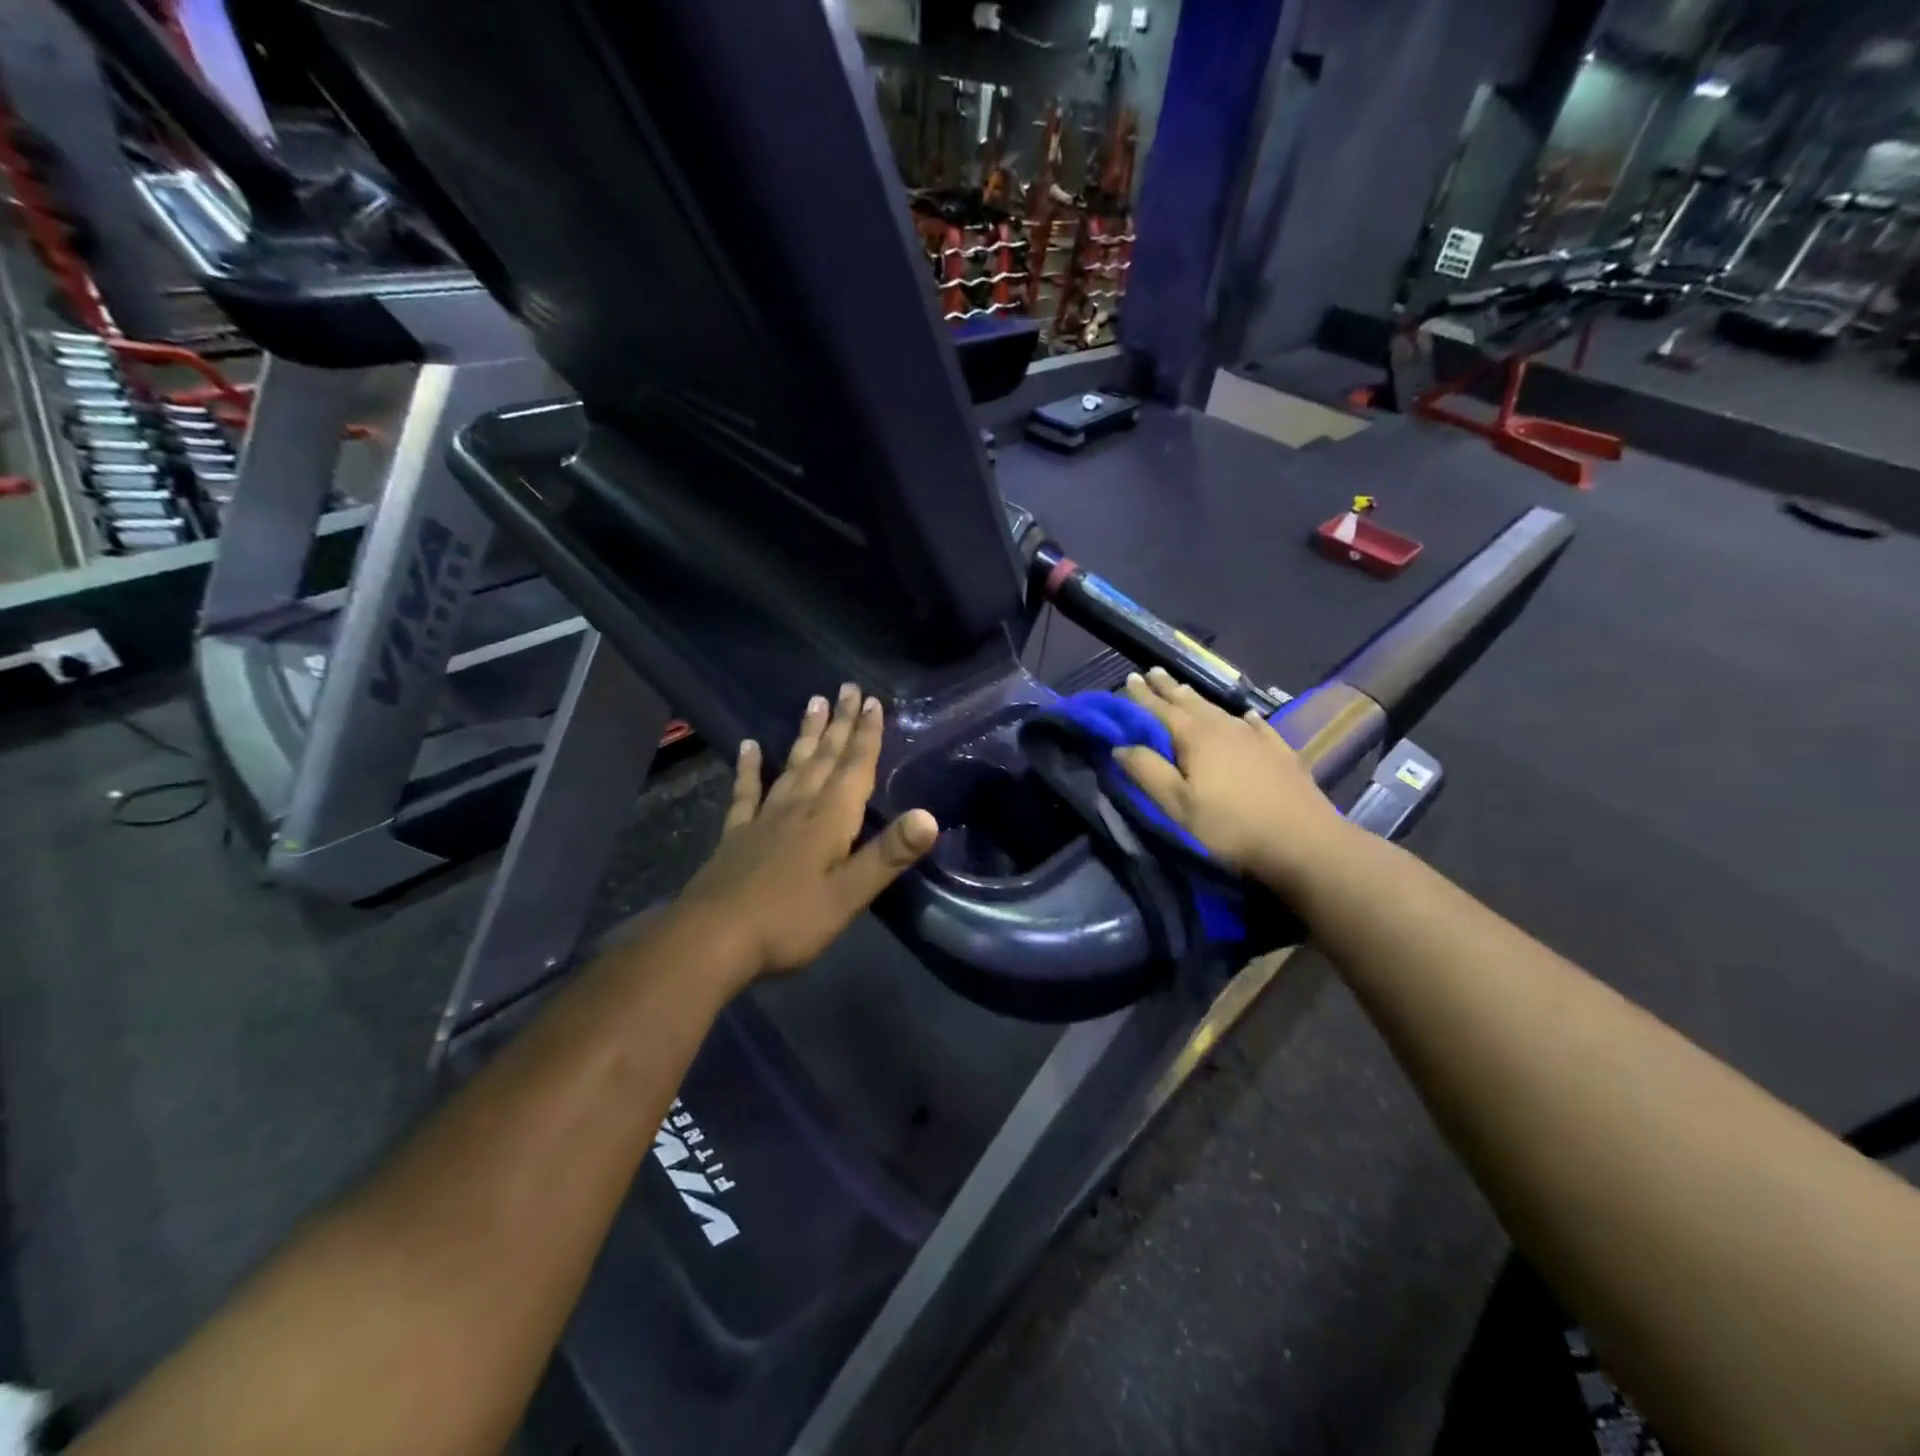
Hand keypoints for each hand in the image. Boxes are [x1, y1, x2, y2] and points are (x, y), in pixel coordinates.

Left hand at [676, 684, 938, 987]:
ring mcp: (764, 819)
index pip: (855, 768)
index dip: (866, 736)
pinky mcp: (737, 835)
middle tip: (848, 687)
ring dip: (807, 735)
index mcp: (829, 820)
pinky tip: (749, 746)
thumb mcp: (848, 895)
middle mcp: (798, 808)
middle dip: (840, 723)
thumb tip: (930, 816)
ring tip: (813, 702)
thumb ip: (888, 855)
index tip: (873, 702)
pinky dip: (749, 767)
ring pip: (792, 766)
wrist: (712, 939)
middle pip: (825, 758)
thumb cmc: (789, 921)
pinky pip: (746, 792)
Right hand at [1113, 667, 1348, 891]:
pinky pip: (1257, 726)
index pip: (1161, 709)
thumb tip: (1120, 745)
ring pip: (1219, 710)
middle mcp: (1225, 728)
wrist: (1304, 842)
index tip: (1128, 679)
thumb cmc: (1231, 827)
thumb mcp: (1178, 805)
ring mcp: (1256, 738)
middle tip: (1152, 671)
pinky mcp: (1280, 753)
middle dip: (1169, 688)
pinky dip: (1245, 718)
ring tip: (1185, 689)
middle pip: (1190, 702)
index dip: (1142, 696)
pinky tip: (1246, 715)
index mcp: (1195, 738)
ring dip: (1198, 699)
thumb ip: (1147, 772)